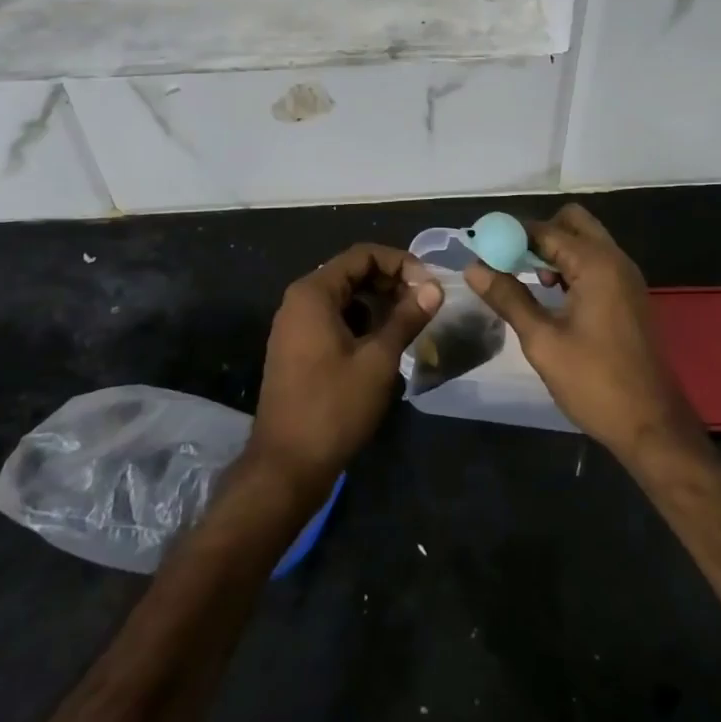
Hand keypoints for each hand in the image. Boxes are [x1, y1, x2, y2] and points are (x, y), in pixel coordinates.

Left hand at [247, 243, 442, 497]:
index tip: (429, 286)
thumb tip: (434, 289)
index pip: (362, 255)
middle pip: (352, 272)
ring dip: (379, 303)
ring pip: (345, 298)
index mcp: (313, 293)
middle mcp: (299, 301)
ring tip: (410, 323)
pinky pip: (334, 319)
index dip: (400, 263)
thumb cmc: (333, 407)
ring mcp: (295, 326)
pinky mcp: (298, 349)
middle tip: (425, 304)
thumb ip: (407, 318)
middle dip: (391, 282)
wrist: (286, 466)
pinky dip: (362, 322)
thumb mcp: (378, 360)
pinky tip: (384, 345)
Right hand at [464, 204, 700, 466]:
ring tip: (524, 279)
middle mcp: (615, 260)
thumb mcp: (542, 341)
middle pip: (571, 223)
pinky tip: (551, 294)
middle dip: (536, 235)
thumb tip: (474, 268)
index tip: (480, 247)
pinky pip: (595, 263)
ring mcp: (626, 278)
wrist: (652, 426)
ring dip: (553, 250)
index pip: (544, 230)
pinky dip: (570, 266)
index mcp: (596, 264)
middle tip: (508, 261)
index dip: (509, 235)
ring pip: (585, 241)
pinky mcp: (628, 296)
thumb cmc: (595, 383)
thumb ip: (508, 298)